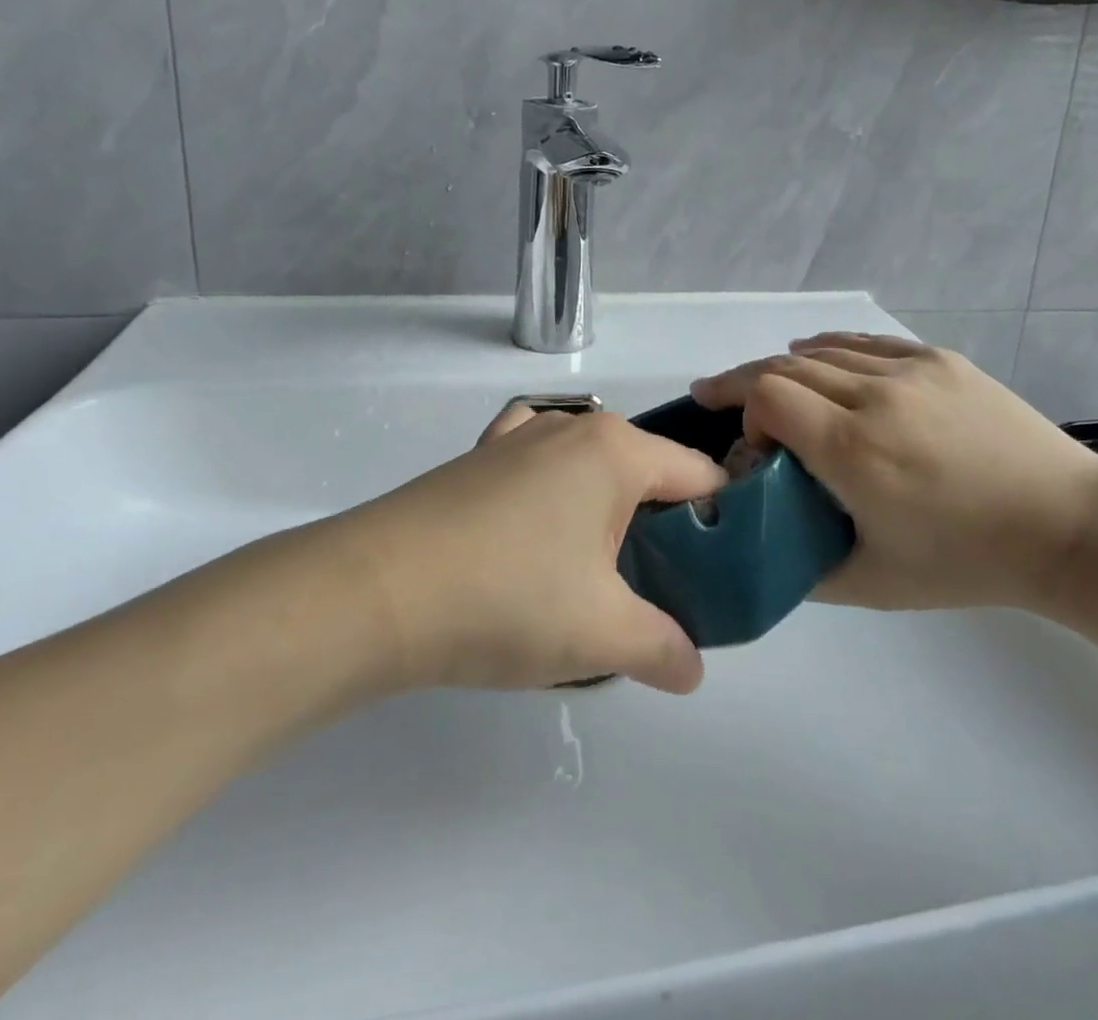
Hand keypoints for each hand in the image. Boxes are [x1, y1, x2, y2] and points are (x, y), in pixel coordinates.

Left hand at [338, 405, 725, 695]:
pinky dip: (556, 492)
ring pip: (593, 469)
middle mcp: (573, 427)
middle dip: (665, 528)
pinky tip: (542, 529)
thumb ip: (664, 649)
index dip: (722, 523)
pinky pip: (540, 465)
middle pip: (647, 472)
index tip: (722, 576)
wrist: (374, 592)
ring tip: (601, 576)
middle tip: (663, 590)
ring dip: (609, 515)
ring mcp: (520, 435)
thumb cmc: (507, 599)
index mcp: (616, 450)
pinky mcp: (478, 457)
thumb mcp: (601, 635)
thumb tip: (692, 670)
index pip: (700, 475)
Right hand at [689, 333, 1097, 611]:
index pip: (765, 394)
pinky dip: (830, 349)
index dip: (742, 410)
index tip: (752, 445)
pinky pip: (866, 344)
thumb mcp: (873, 583)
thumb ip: (802, 566)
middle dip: (745, 383)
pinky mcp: (939, 360)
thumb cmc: (967, 562)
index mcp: (851, 449)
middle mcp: (873, 396)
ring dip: (784, 366)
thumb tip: (760, 545)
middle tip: (720, 398)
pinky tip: (817, 356)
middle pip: (784, 366)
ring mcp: (910, 371)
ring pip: (822, 351)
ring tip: (766, 384)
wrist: (1066, 525)